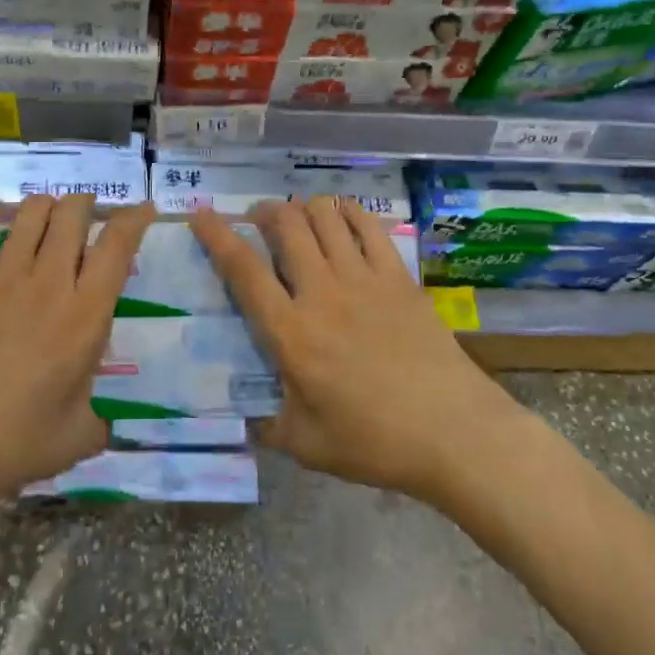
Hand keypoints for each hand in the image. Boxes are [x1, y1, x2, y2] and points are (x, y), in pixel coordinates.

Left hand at [0, 193, 153, 506]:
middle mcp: (47, 283)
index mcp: (84, 317)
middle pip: (74, 213)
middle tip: (88, 217)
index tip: (143, 210)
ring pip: (31, 210)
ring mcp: (0, 275)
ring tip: (47, 218)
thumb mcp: (74, 440)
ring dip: (46, 205)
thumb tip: (106, 420)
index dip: (135, 218)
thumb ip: (99, 421)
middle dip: (87, 205)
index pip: (118, 246)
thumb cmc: (8, 444)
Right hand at [191, 197, 524, 503]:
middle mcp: (322, 293)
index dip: (216, 235)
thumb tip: (246, 416)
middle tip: (257, 221)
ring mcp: (363, 278)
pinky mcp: (397, 276)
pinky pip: (367, 224)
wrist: (454, 434)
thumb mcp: (307, 445)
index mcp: (291, 332)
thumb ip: (267, 425)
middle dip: (263, 211)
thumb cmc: (375, 442)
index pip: (243, 270)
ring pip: (324, 215)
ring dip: (302, 208)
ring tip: (297, 221)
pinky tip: (340, 220)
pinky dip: (347, 212)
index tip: (200, 215)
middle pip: (284, 224)